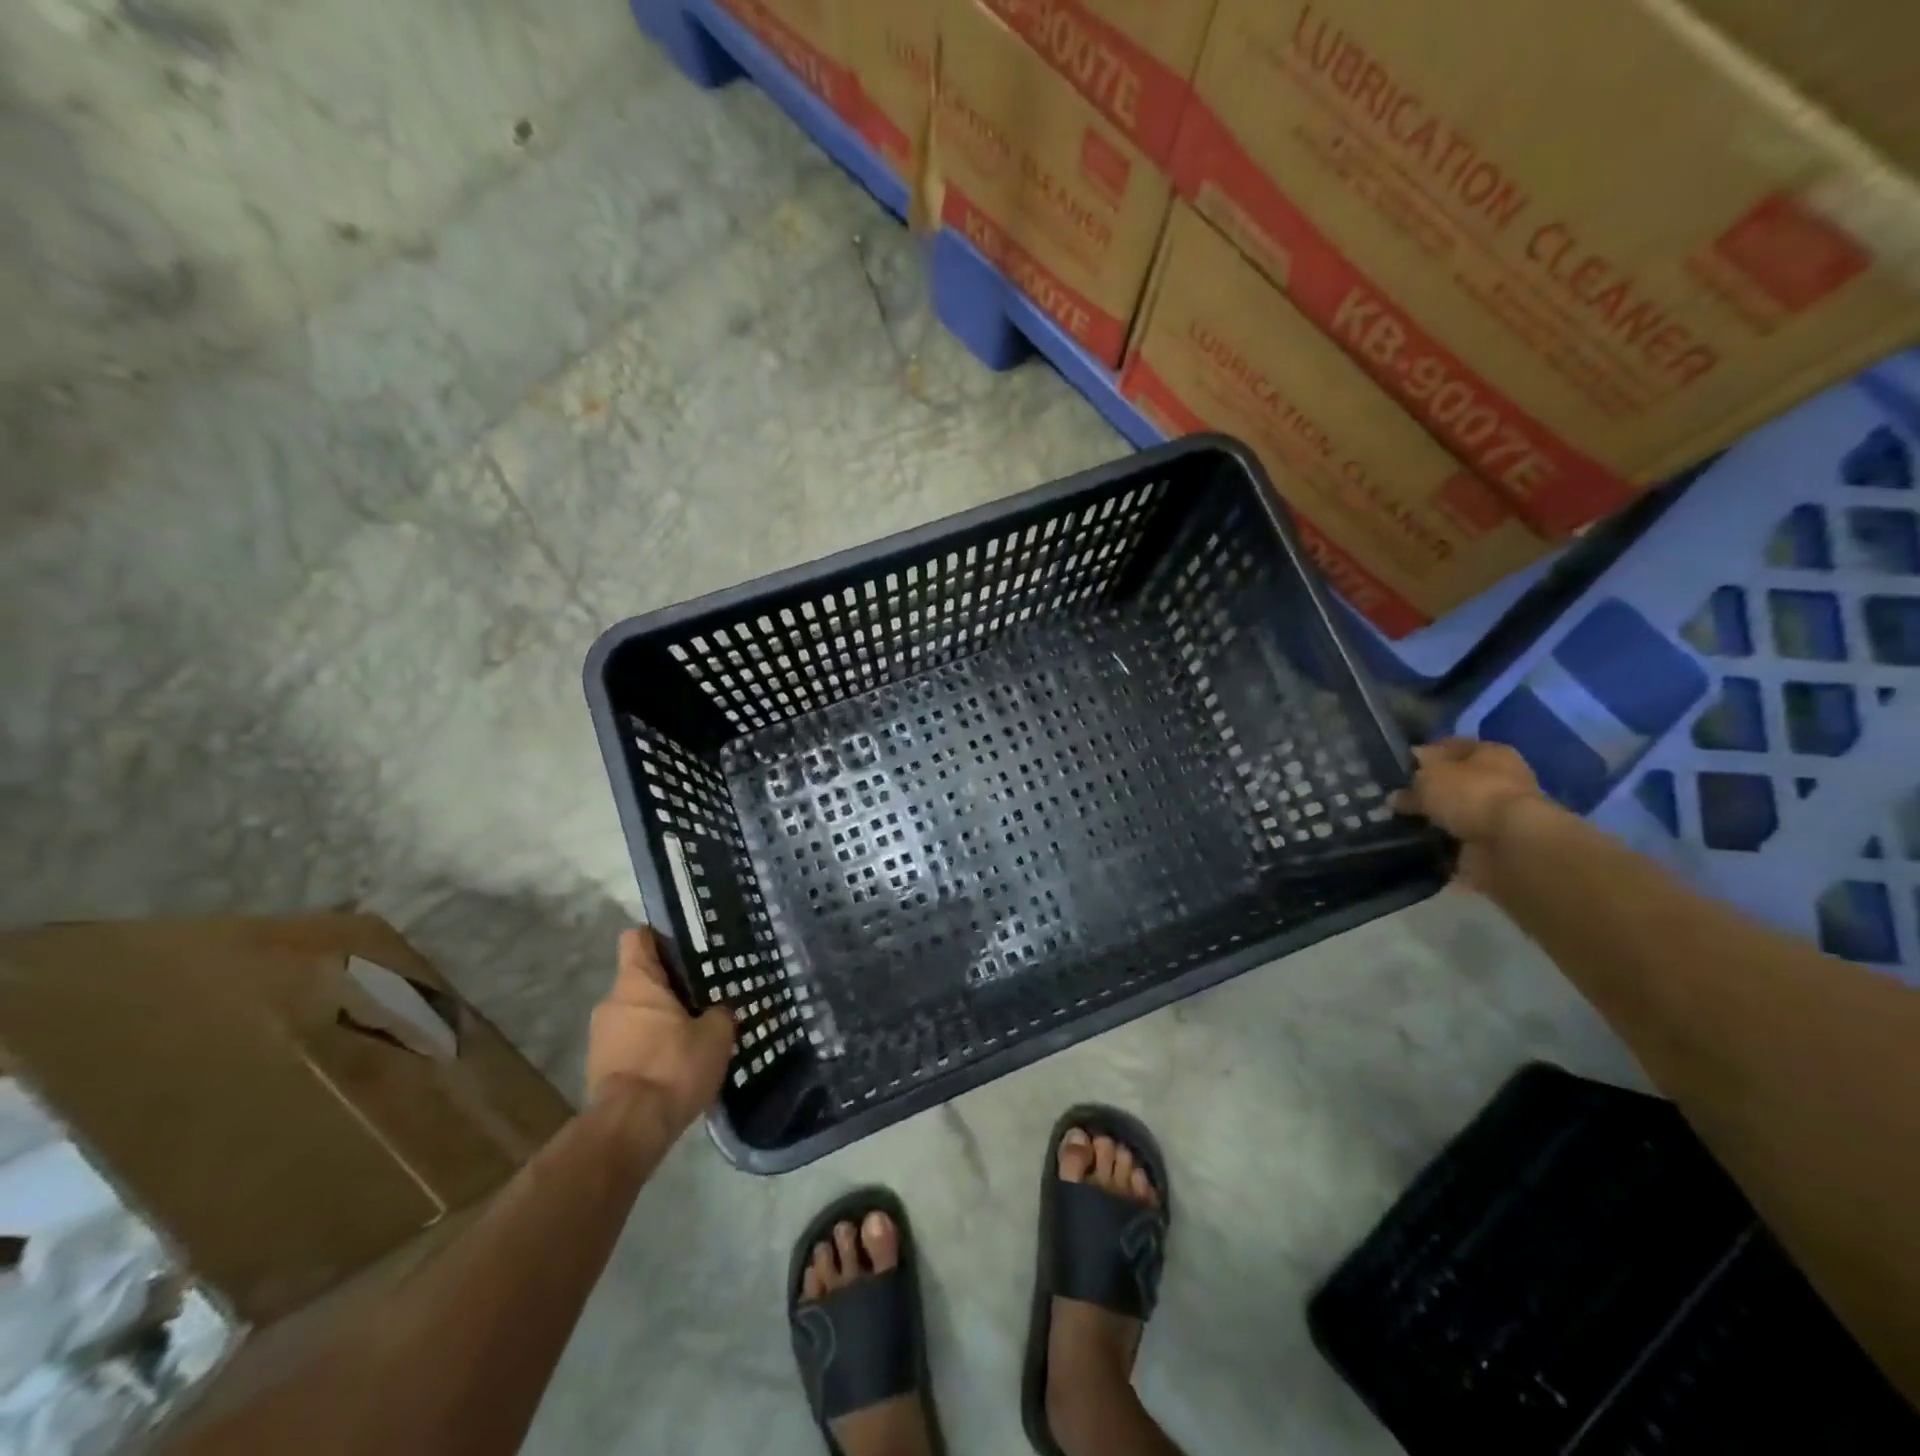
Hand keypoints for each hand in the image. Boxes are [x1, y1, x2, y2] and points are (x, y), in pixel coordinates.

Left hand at [586, 929, 733, 1140]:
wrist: (628, 1129)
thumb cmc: (672, 1066)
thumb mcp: (715, 1035)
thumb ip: (720, 1013)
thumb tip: (720, 1010)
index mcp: (637, 982)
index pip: (638, 938)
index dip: (659, 937)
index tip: (685, 947)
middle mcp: (611, 1001)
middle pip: (640, 979)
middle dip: (669, 987)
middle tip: (703, 997)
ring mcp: (600, 1036)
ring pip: (636, 1013)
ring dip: (659, 1020)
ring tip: (692, 1034)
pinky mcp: (599, 1067)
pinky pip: (629, 1043)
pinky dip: (649, 1048)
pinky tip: (675, 1064)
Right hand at [1392, 737, 1543, 886]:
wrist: (1512, 844)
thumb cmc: (1472, 794)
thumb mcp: (1430, 777)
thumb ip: (1413, 781)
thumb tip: (1397, 791)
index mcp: (1491, 752)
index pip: (1453, 745)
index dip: (1426, 753)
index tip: (1402, 766)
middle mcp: (1502, 778)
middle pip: (1459, 779)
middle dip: (1433, 787)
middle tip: (1400, 796)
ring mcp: (1503, 811)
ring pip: (1461, 808)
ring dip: (1439, 815)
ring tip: (1406, 821)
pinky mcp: (1499, 840)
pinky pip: (1463, 836)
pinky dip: (1446, 839)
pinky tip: (1422, 840)